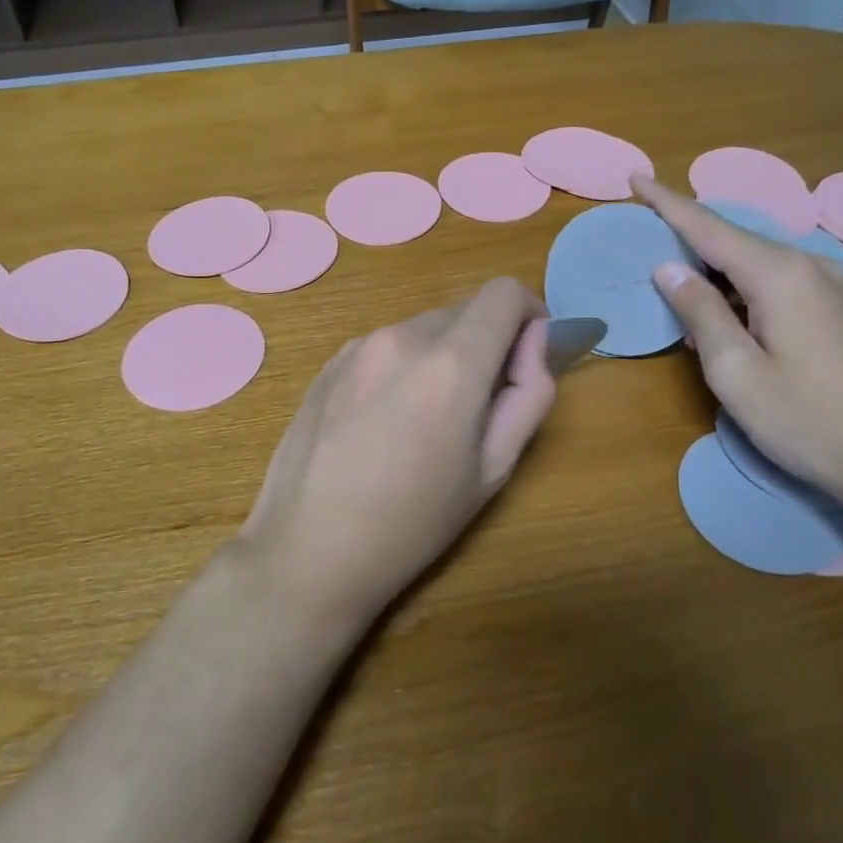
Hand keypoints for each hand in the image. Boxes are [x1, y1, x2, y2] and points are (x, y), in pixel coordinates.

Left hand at [235, 278, 556, 627]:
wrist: (309, 549)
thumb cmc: (412, 522)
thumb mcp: (494, 469)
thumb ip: (529, 394)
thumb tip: (534, 342)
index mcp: (450, 362)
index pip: (504, 292)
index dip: (529, 314)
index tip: (528, 356)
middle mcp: (402, 336)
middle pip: (465, 310)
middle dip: (487, 342)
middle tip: (479, 405)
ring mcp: (358, 346)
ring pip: (423, 328)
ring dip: (443, 354)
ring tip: (425, 421)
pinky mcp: (329, 363)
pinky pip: (386, 346)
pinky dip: (404, 365)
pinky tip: (383, 422)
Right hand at [632, 174, 842, 505]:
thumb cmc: (807, 419)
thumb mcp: (735, 371)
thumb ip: (700, 312)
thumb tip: (669, 267)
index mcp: (778, 274)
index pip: (708, 226)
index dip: (666, 202)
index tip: (635, 178)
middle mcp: (807, 266)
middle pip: (733, 241)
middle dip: (688, 239)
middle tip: (646, 245)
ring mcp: (831, 287)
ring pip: (756, 264)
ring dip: (715, 274)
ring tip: (680, 296)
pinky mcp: (841, 310)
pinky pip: (778, 283)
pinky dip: (742, 291)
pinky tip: (728, 321)